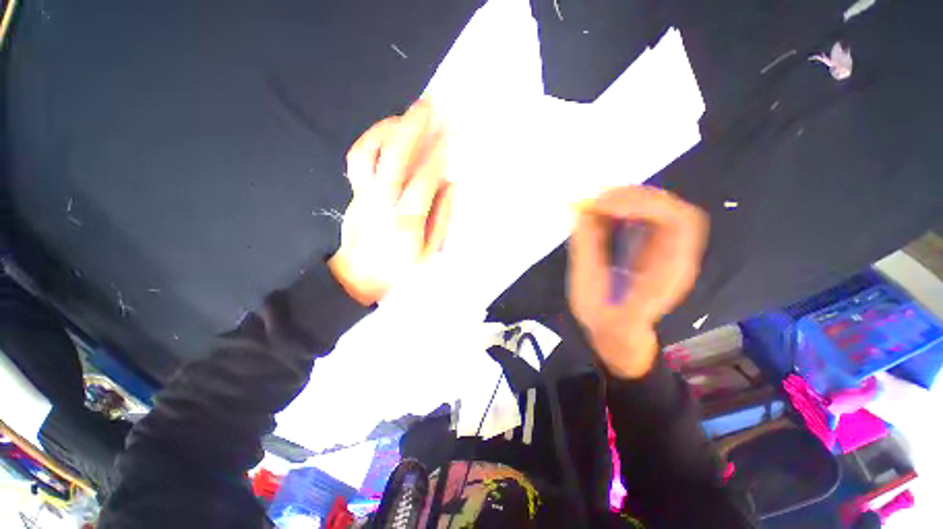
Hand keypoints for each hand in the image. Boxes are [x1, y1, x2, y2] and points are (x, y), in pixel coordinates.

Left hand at [328, 101, 453, 305]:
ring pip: (368, 153)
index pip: (423, 182)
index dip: (437, 159)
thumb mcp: (429, 254)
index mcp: (405, 223)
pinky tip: (386, 134)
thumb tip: (450, 186)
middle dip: (412, 129)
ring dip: (387, 129)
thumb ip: (440, 219)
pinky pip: (358, 160)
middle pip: (393, 158)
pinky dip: (371, 141)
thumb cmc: (399, 272)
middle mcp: (382, 204)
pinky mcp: (354, 194)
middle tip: (427, 106)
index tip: (450, 140)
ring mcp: (363, 197)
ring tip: (405, 115)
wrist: (357, 278)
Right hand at [568, 186, 707, 377]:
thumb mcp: (590, 291)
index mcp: (669, 271)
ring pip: (658, 208)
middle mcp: (676, 255)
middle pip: (670, 208)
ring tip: (594, 204)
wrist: (619, 338)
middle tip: (594, 200)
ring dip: (626, 200)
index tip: (602, 206)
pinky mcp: (652, 248)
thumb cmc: (606, 322)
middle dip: (631, 197)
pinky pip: (644, 218)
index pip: (676, 221)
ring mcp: (666, 250)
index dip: (641, 205)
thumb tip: (582, 212)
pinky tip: (601, 213)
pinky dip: (622, 209)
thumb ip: (587, 250)